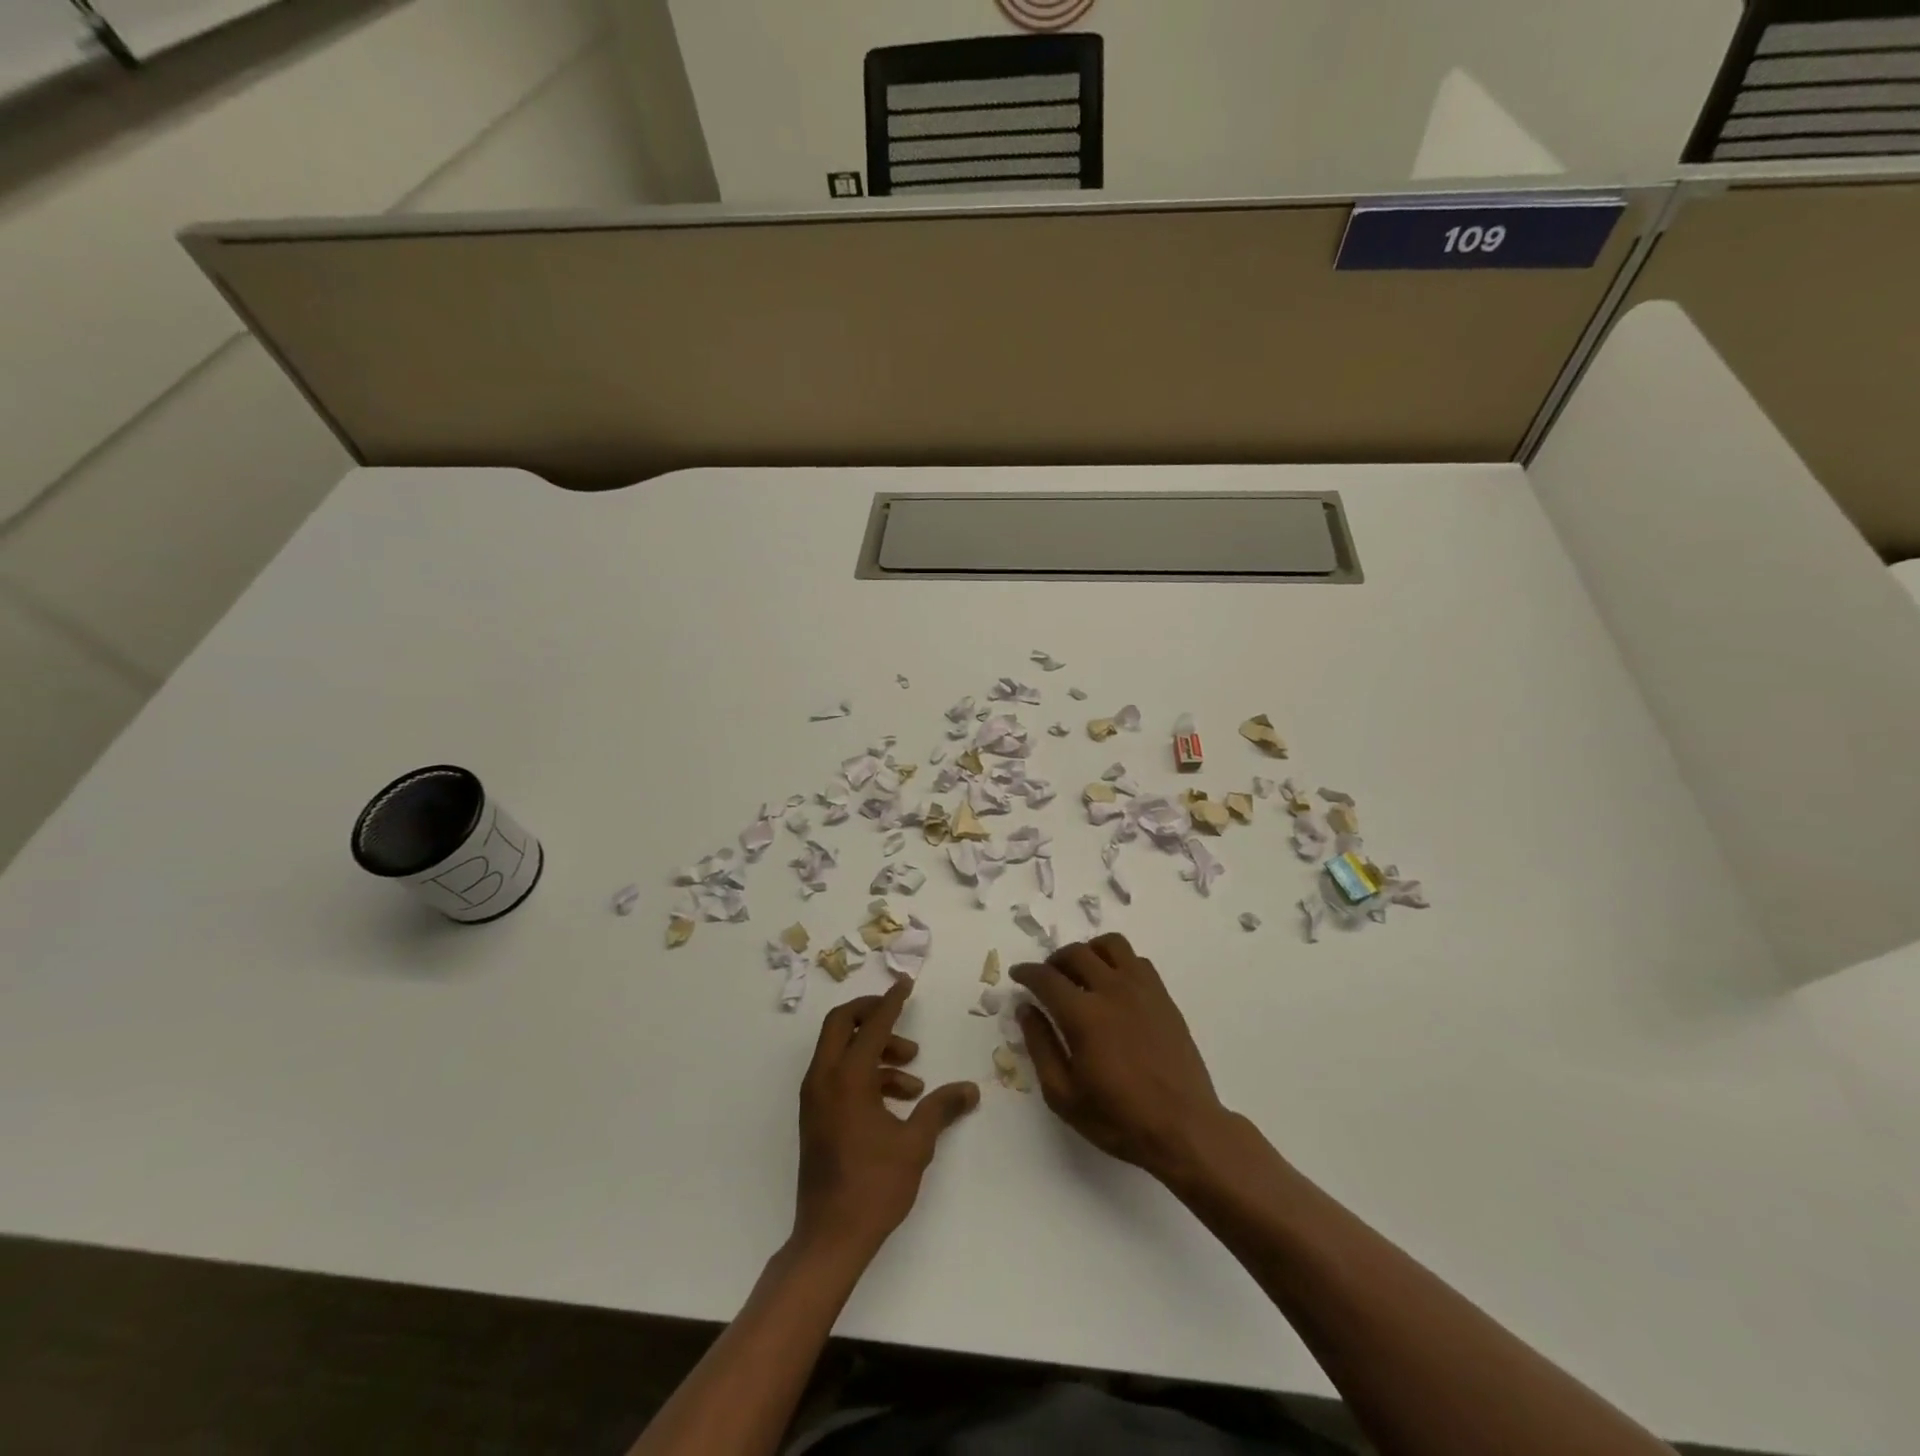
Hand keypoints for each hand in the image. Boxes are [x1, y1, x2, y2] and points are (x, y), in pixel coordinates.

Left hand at [793, 978, 979, 1262]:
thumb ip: (941, 1109)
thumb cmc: (875, 1186)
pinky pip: (837, 1075)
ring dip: (876, 1052)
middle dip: (872, 1014)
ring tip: (913, 1079)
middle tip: (901, 1019)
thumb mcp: (916, 1143)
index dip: (891, 1002)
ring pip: (840, 1050)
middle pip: (842, 1024)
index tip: (905, 984)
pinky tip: (897, 1102)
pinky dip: (865, 1074)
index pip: (872, 1025)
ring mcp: (815, 1098)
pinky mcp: (815, 1115)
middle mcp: (823, 1079)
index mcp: (847, 1078)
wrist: (830, 1237)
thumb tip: (970, 1090)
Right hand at [1012, 933, 1232, 1182]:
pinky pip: (1137, 960)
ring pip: (1110, 945)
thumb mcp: (1064, 1095)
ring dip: (1089, 952)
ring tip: (1082, 973)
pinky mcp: (1163, 996)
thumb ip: (1040, 1046)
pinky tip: (1114, 986)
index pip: (1046, 977)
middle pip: (1075, 953)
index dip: (1026, 972)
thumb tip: (1026, 1009)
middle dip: (1053, 961)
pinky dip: (1118, 962)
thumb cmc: (1118, 1118)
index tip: (1018, 975)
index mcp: (1083, 1015)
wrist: (1184, 1128)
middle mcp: (1112, 990)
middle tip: (1047, 978)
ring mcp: (1142, 989)